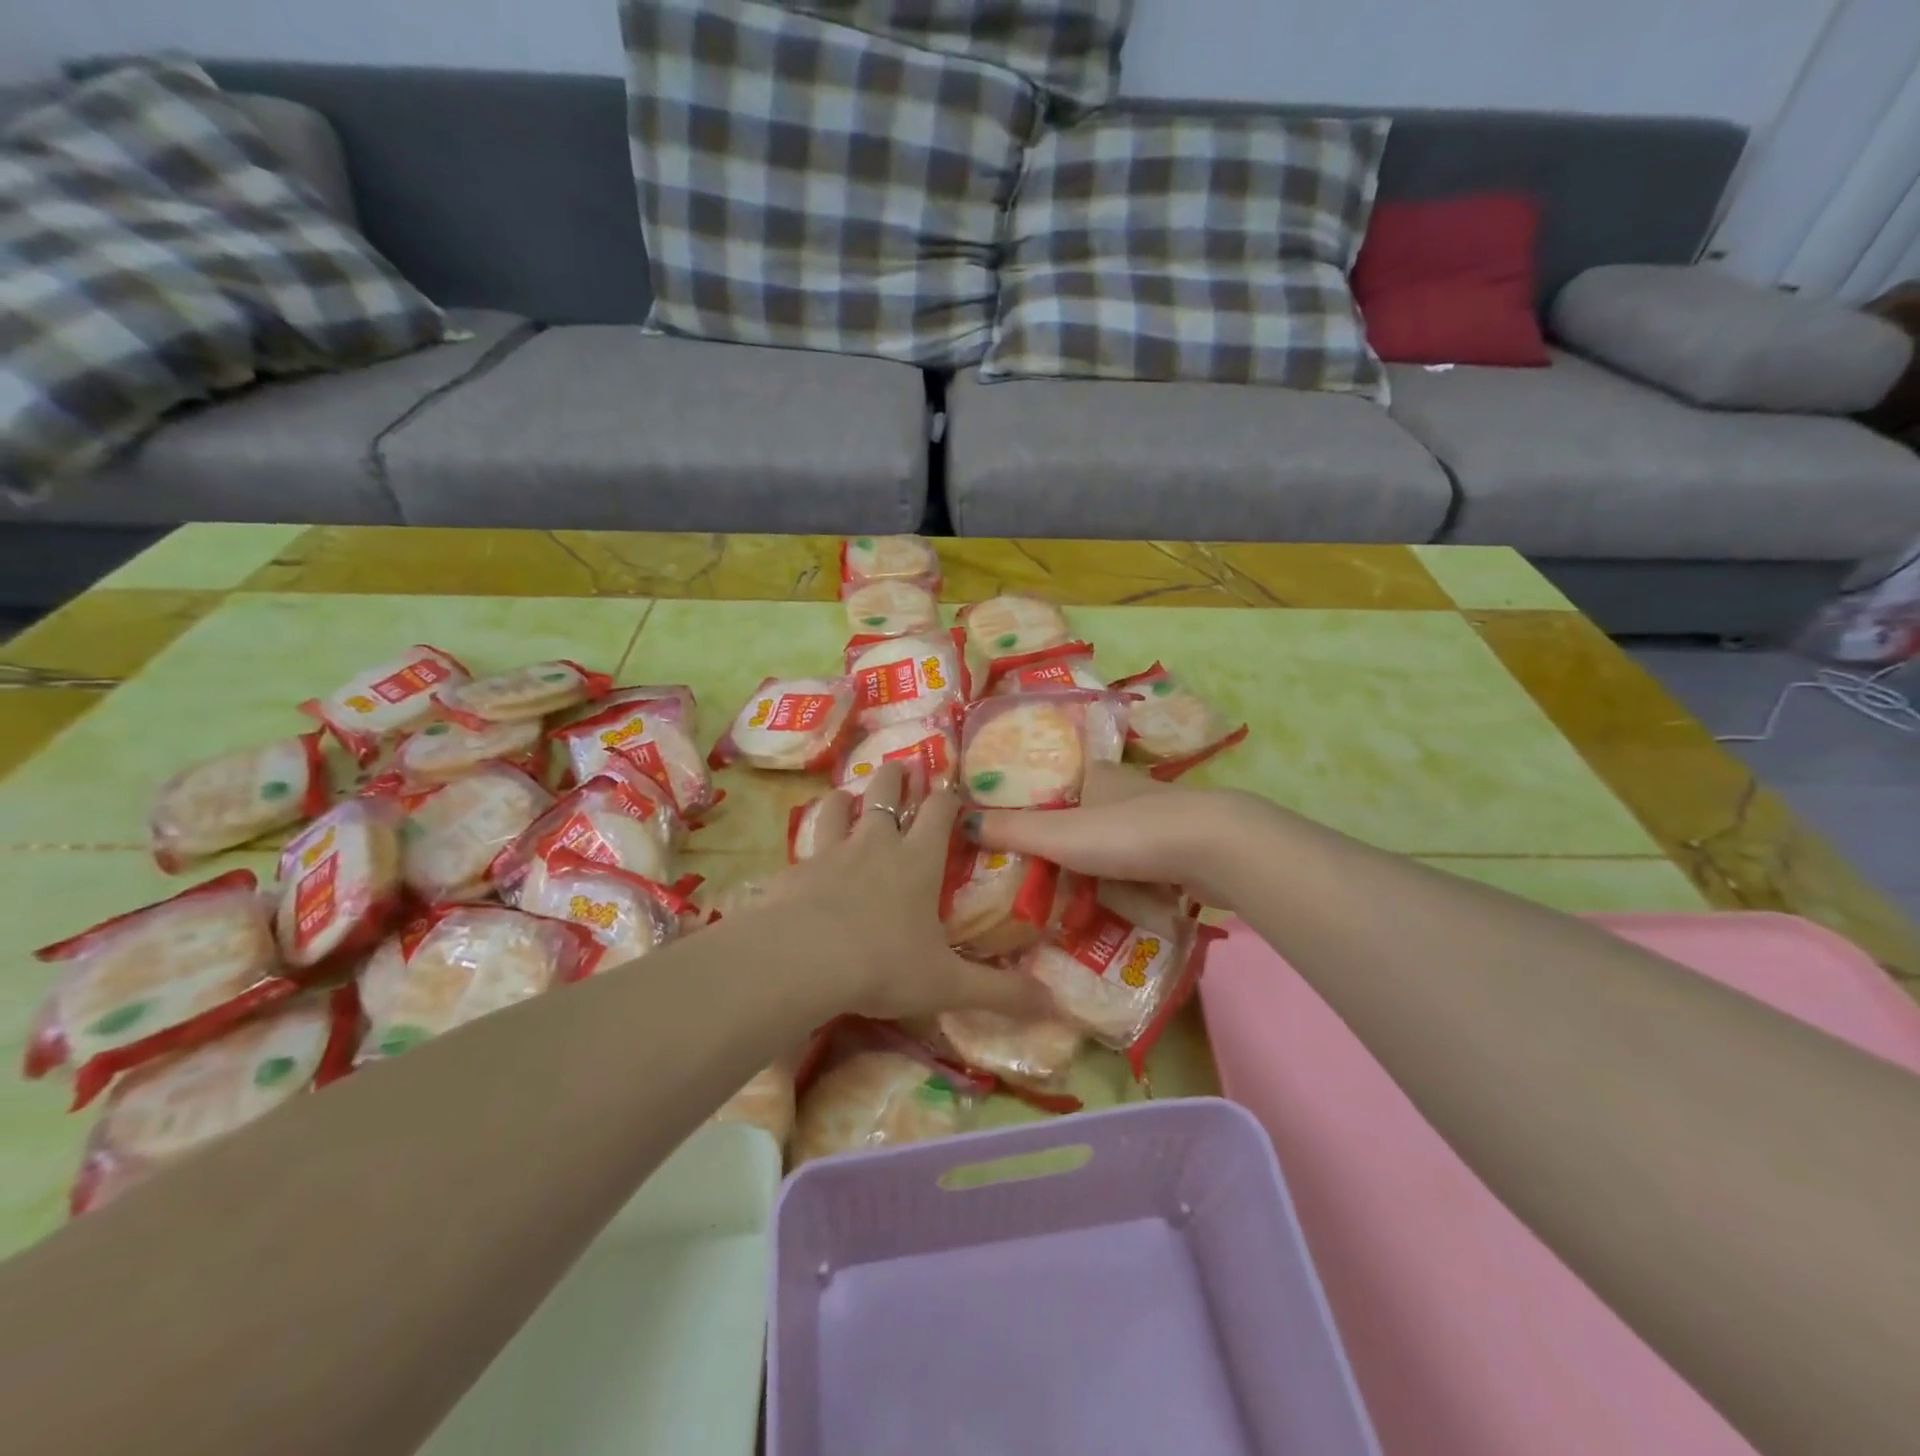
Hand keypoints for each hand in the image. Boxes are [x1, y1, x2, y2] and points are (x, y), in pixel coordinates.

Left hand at [771, 762, 1052, 1022]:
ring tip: (847, 794)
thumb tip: (1056, 1006)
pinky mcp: (796, 870)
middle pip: (886, 791)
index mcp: (918, 861)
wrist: (800, 960)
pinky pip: (804, 844)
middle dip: (896, 776)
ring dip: (846, 797)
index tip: (952, 789)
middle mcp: (876, 844)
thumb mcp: (948, 984)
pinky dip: (809, 840)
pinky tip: (805, 852)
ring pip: (839, 807)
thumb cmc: (883, 965)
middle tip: (901, 767)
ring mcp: (831, 852)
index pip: (939, 810)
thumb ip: (1000, 993)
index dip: (948, 796)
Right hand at [962, 763, 1257, 905]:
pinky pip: (1150, 866)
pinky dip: (1136, 882)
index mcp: (1098, 776)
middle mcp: (1130, 791)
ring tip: (1077, 898)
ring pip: (1123, 841)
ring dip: (1105, 865)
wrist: (1213, 849)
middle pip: (1092, 813)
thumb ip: (1011, 830)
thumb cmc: (1126, 833)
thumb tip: (957, 820)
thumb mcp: (1057, 833)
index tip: (1023, 830)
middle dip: (1073, 841)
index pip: (1061, 781)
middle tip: (1044, 875)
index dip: (1041, 801)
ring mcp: (1163, 820)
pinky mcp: (1188, 850)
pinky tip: (1123, 905)